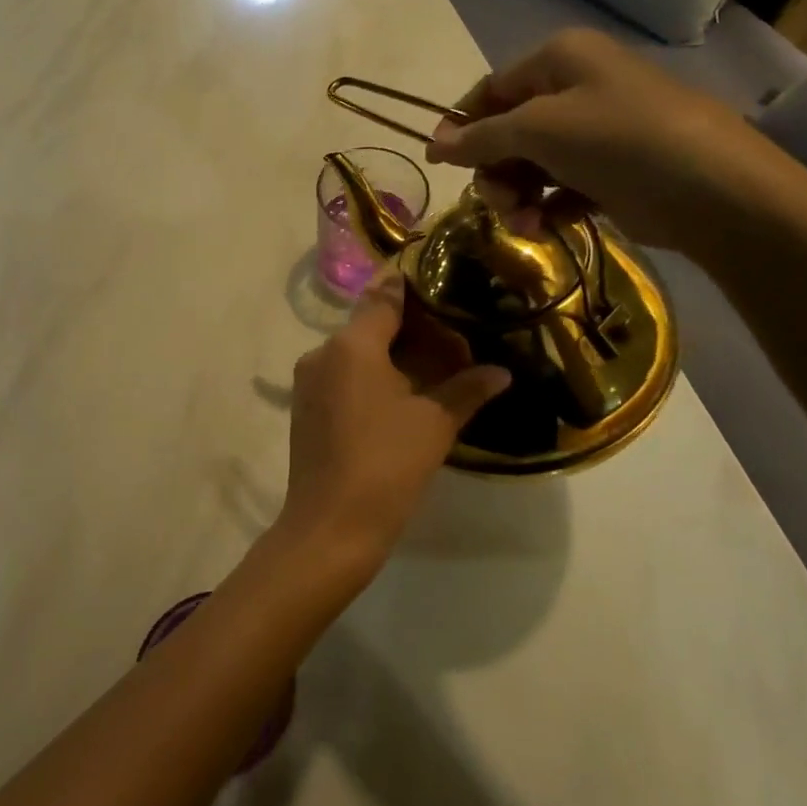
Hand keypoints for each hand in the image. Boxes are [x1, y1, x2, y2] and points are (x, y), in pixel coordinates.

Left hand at [279, 272, 508, 574]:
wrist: (331, 526)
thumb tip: (501, 371)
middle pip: (369, 325)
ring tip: (432, 367)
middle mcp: (323, 352)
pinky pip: (342, 376)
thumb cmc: (386, 465)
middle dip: (409, 328)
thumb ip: (467, 389)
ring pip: (355, 352)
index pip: (383, 296)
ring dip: (390, 354)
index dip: (411, 286)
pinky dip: (371, 375)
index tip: (438, 278)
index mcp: (351, 345)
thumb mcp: (434, 424)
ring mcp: (309, 381)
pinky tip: (400, 395)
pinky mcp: (305, 407)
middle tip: (451, 337)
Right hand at [424, 29, 788, 254]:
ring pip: (532, 163)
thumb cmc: (618, 140)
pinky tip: (549, 226)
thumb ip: (481, 138)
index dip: (462, 126)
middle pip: (508, 131)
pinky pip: (560, 185)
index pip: (491, 90)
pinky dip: (548, 207)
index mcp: (559, 59)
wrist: (713, 190)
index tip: (439, 164)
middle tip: (499, 203)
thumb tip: (436, 145)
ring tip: (526, 224)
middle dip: (496, 171)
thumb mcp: (539, 130)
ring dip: (518, 196)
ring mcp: (596, 131)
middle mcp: (576, 87)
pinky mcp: (611, 170)